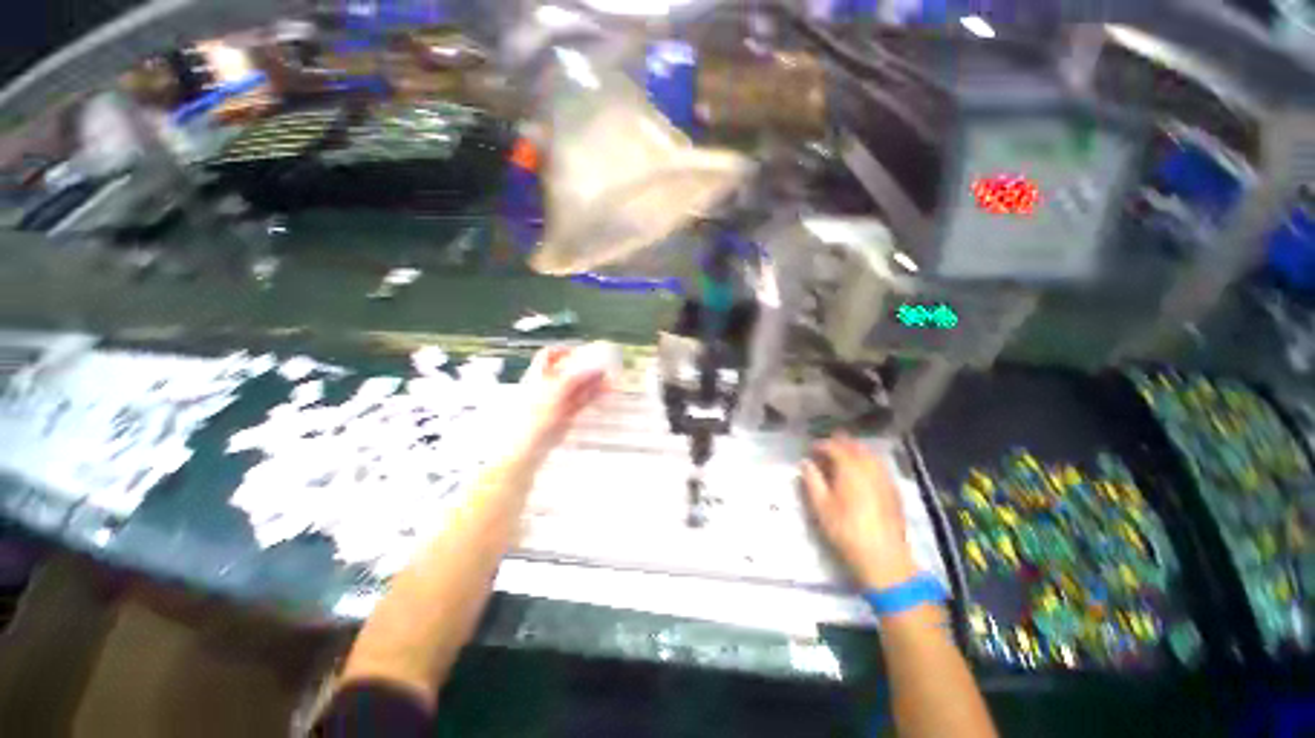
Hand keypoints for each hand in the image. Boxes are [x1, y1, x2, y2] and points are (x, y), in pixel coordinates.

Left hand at [514, 345, 607, 463]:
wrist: (530, 447)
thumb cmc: (535, 416)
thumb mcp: (555, 392)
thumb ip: (576, 378)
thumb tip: (595, 368)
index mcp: (539, 375)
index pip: (549, 355)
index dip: (564, 350)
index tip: (582, 351)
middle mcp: (549, 385)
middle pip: (570, 370)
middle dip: (588, 367)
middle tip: (605, 367)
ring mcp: (558, 400)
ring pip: (580, 386)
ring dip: (595, 382)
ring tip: (612, 381)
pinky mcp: (567, 413)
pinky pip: (583, 400)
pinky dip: (595, 395)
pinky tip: (606, 393)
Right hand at [801, 435, 917, 589]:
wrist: (884, 557)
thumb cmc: (846, 530)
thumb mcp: (821, 506)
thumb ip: (812, 480)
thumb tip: (806, 463)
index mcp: (850, 468)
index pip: (834, 447)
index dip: (820, 445)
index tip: (810, 450)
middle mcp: (869, 467)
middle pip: (854, 446)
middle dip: (839, 443)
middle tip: (825, 449)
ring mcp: (884, 478)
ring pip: (869, 455)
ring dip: (855, 451)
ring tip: (842, 458)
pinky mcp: (894, 490)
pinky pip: (879, 466)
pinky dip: (867, 462)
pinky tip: (861, 473)